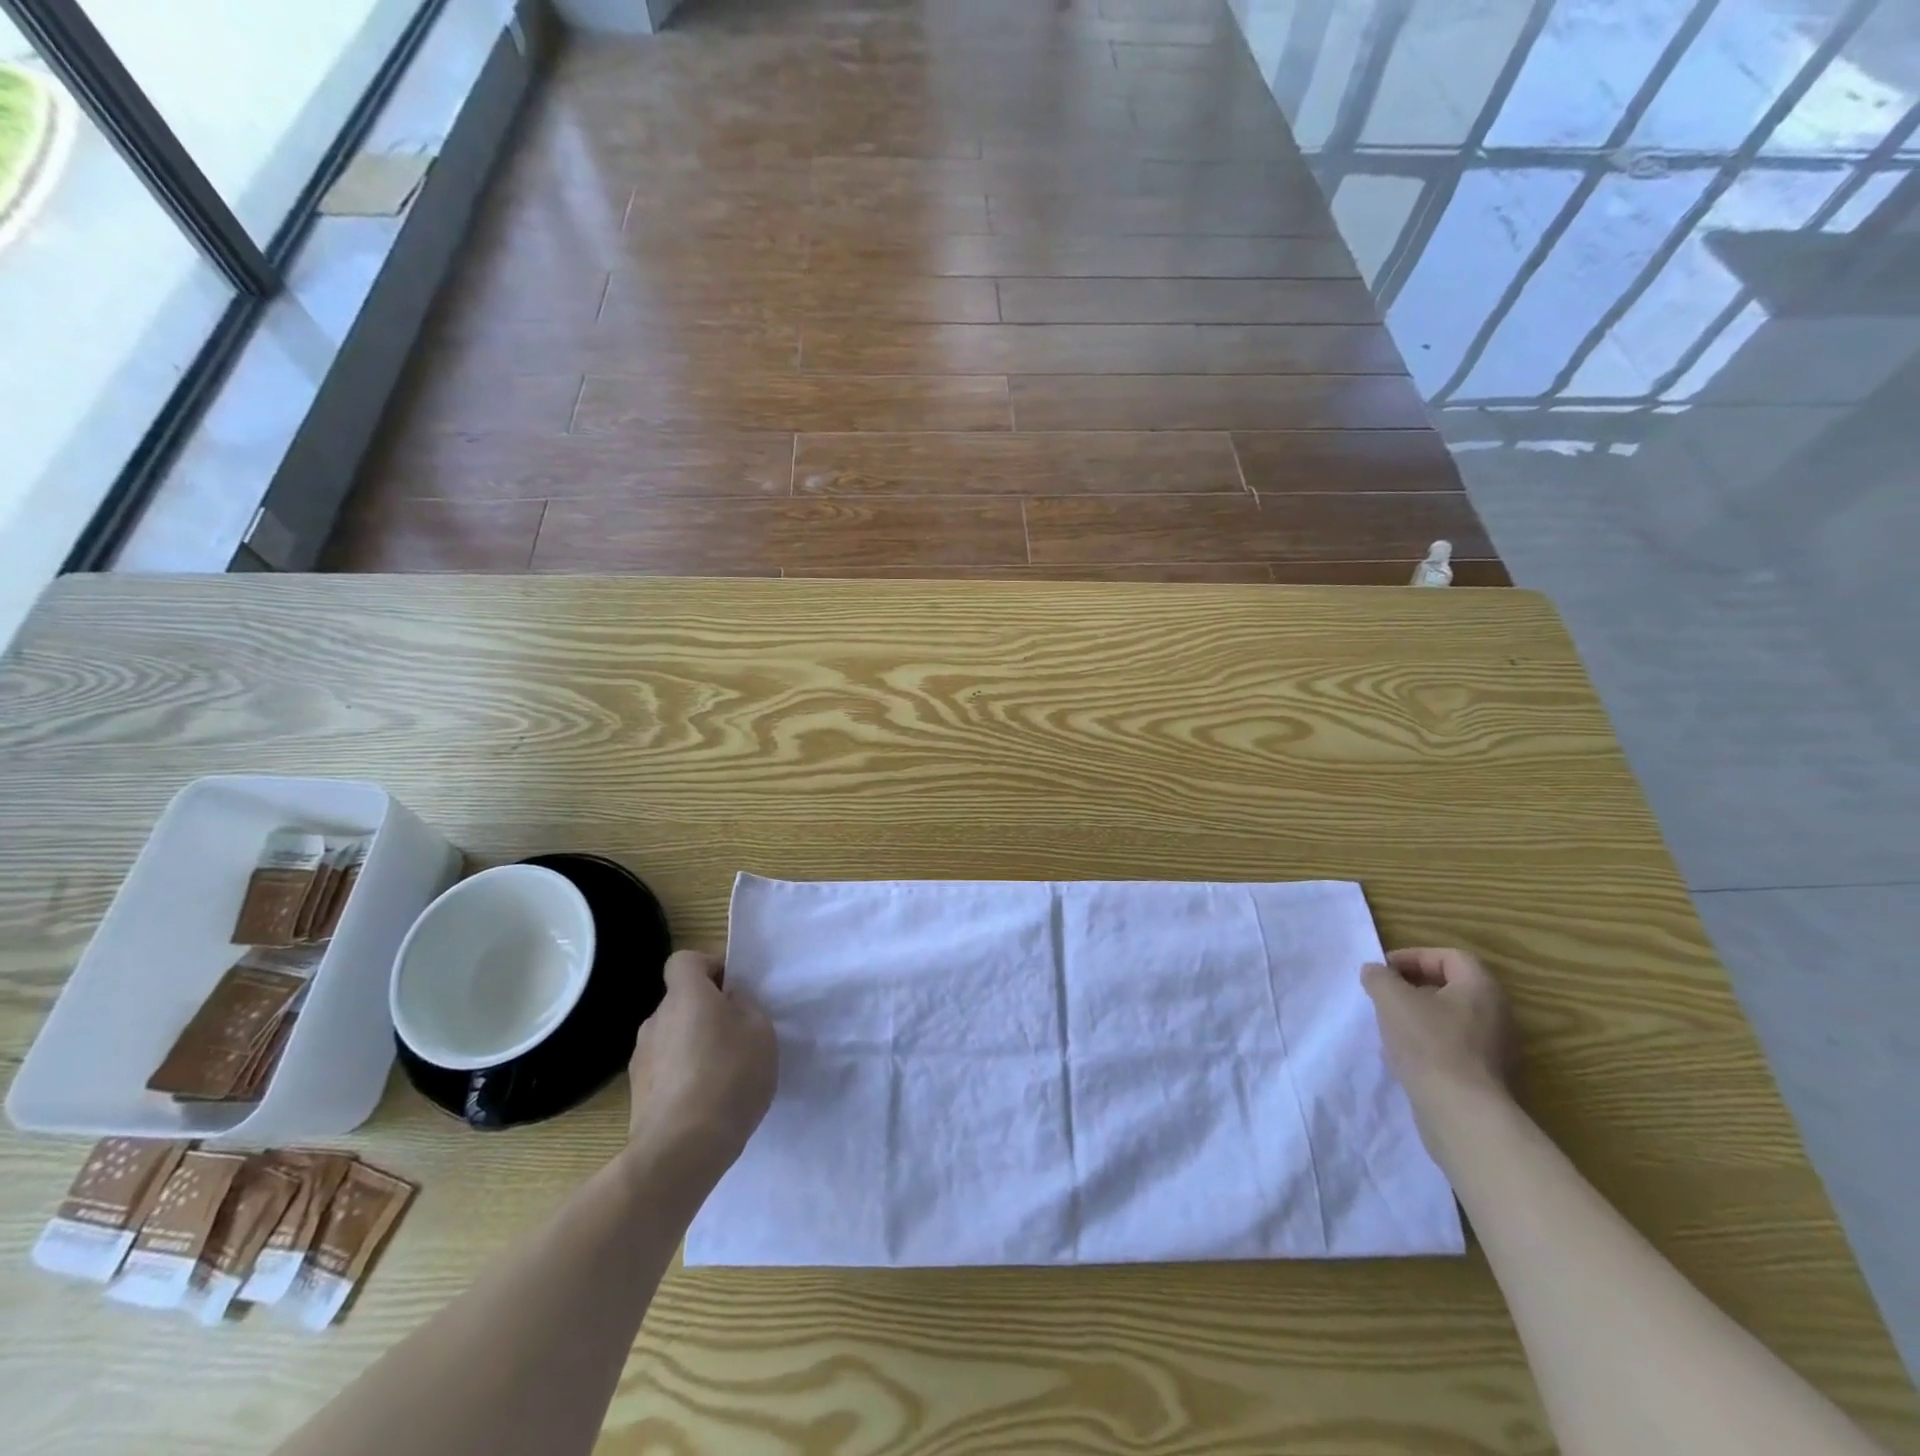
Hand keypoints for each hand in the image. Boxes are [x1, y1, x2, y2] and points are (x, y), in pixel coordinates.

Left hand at [626, 951, 777, 1171]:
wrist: (681, 1149)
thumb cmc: (729, 1076)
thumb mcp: (760, 1030)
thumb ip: (745, 1005)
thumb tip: (728, 1000)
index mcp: (685, 996)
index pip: (684, 960)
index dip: (709, 967)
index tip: (732, 989)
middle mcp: (656, 1019)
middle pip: (681, 1000)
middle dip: (706, 1010)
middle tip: (737, 1034)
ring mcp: (641, 1058)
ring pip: (672, 1036)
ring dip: (693, 1044)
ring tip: (723, 1073)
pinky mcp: (637, 1093)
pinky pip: (665, 1068)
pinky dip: (683, 1075)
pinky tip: (706, 1100)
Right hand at [1362, 948, 1517, 1117]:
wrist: (1461, 1113)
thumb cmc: (1429, 1044)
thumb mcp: (1391, 999)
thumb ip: (1379, 977)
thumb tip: (1375, 972)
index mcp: (1481, 988)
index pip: (1448, 957)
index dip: (1412, 957)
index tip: (1383, 971)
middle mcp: (1497, 1013)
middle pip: (1450, 987)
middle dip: (1412, 987)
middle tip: (1384, 996)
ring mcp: (1496, 1048)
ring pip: (1450, 1018)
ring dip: (1418, 1016)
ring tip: (1389, 1026)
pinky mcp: (1487, 1076)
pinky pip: (1454, 1046)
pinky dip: (1428, 1042)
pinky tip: (1405, 1056)